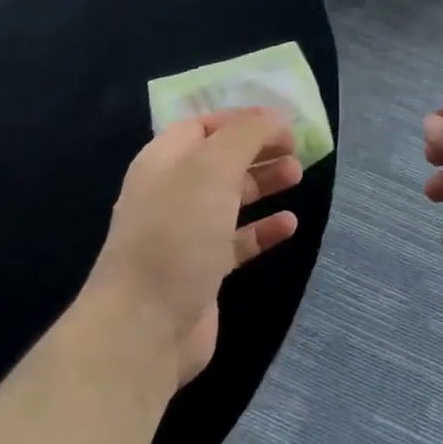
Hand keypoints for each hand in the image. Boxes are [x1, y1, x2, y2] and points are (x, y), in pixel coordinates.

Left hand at [89, 109, 301, 387]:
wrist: (145, 325)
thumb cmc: (178, 234)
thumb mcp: (212, 168)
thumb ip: (245, 135)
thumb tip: (273, 118)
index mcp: (163, 161)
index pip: (203, 125)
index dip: (241, 120)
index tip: (282, 122)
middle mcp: (171, 193)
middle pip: (219, 160)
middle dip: (257, 150)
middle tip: (296, 150)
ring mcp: (185, 233)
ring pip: (230, 198)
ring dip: (263, 184)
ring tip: (297, 177)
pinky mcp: (202, 270)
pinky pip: (237, 240)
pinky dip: (263, 229)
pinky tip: (290, 224)